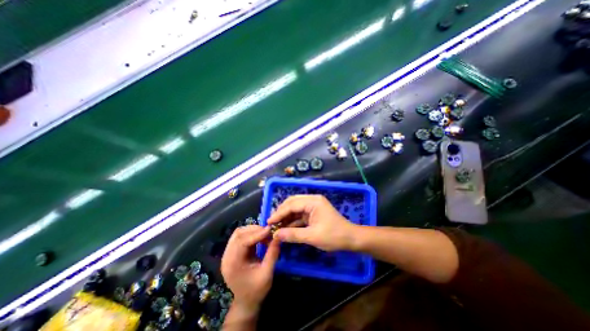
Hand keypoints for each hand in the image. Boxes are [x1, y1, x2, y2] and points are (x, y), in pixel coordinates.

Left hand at [222, 225, 280, 309]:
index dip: (256, 234)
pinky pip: (240, 237)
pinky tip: (260, 237)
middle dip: (255, 230)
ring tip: (265, 234)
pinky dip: (251, 234)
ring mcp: (228, 254)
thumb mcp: (267, 273)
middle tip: (269, 231)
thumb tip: (279, 236)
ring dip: (252, 230)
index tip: (270, 230)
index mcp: (232, 264)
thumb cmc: (256, 291)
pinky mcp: (232, 252)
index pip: (242, 242)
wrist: (246, 303)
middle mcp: (227, 256)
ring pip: (239, 233)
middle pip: (238, 234)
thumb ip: (272, 254)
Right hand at [270, 195, 356, 251]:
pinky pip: (299, 215)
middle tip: (271, 223)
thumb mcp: (312, 236)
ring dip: (286, 217)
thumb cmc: (334, 236)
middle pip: (292, 203)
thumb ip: (293, 235)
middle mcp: (312, 200)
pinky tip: (285, 228)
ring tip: (275, 226)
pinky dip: (292, 221)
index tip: (268, 222)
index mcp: (313, 201)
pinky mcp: (313, 213)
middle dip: (281, 212)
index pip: (292, 205)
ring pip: (295, 209)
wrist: (351, 239)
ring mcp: (313, 206)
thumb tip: (275, 235)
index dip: (279, 213)